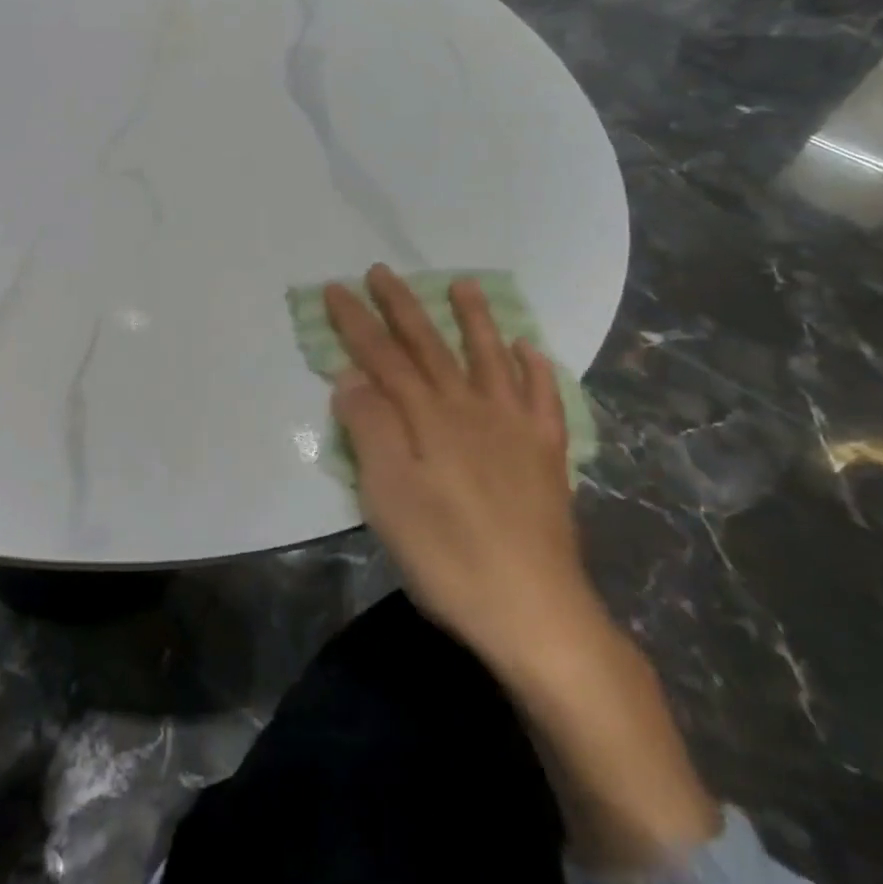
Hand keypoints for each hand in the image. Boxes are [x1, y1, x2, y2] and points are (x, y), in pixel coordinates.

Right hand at [329, 266, 720, 865]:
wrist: (534, 611)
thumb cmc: (448, 556)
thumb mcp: (389, 497)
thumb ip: (370, 430)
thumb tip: (351, 378)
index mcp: (428, 419)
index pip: (383, 357)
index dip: (357, 321)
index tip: (336, 287)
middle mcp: (471, 410)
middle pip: (432, 346)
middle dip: (404, 306)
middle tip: (383, 271)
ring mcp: (515, 430)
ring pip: (490, 360)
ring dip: (474, 320)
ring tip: (464, 286)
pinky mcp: (546, 457)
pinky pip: (544, 399)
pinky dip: (536, 370)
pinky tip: (531, 352)